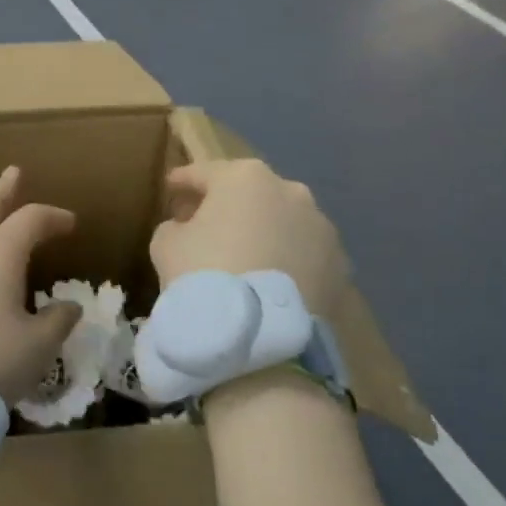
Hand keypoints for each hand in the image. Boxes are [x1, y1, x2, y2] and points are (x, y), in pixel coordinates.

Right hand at [151, 159, 349, 316]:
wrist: (257, 332)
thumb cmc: (203, 272)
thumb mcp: (166, 242)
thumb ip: (175, 226)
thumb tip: (188, 228)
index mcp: (244, 177)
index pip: (205, 173)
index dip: (183, 181)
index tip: (170, 188)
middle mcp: (290, 191)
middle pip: (249, 193)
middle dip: (228, 205)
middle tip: (204, 224)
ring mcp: (321, 227)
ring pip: (282, 222)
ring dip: (263, 232)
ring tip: (243, 256)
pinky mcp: (339, 264)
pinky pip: (303, 254)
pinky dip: (286, 260)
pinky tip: (269, 280)